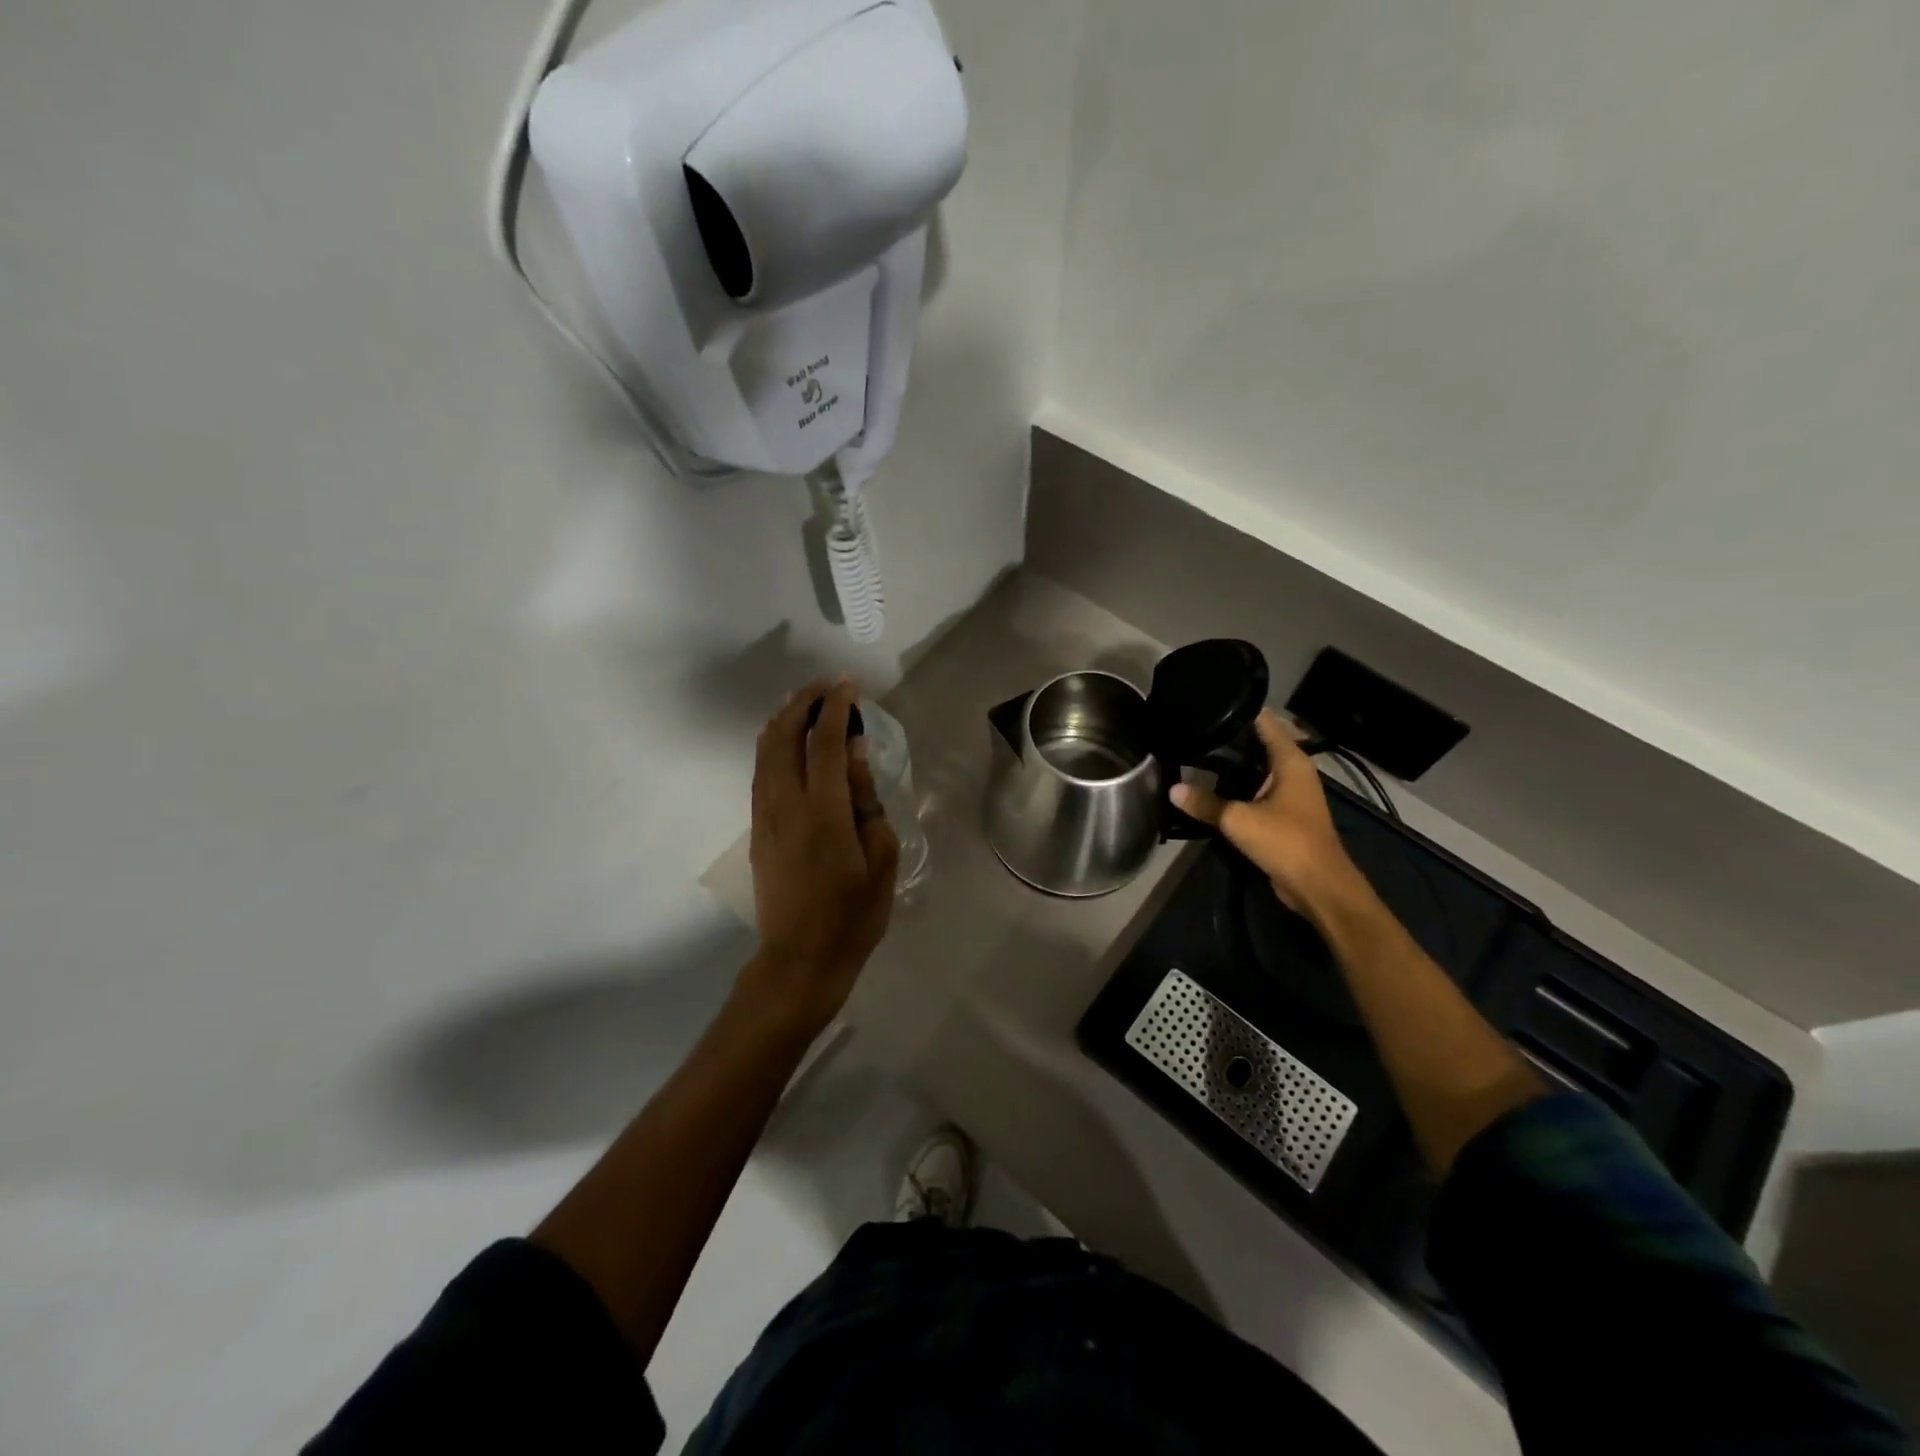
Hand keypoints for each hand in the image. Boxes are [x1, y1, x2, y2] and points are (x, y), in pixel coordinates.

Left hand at [743, 679, 899, 1032]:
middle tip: (826, 687)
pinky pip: (760, 773)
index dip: (836, 707)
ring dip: (783, 720)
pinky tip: (782, 740)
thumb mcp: (879, 859)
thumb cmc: (852, 915)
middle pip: (784, 737)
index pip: (825, 743)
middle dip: (803, 703)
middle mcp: (786, 805)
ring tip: (803, 702)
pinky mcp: (757, 831)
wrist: (800, 959)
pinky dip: (771, 746)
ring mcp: (765, 817)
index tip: (849, 684)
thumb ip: (866, 800)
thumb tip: (856, 752)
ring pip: (765, 753)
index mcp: (822, 812)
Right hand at [1170, 709, 1366, 920]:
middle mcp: (1294, 770)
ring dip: (1233, 763)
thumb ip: (1205, 803)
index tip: (1207, 704)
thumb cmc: (1285, 842)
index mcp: (1291, 761)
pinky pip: (1257, 788)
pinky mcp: (1284, 812)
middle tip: (1193, 729)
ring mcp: (1291, 792)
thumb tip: (1172, 789)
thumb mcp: (1238, 820)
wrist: (1318, 887)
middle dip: (1230, 737)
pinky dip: (1238, 784)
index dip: (1238, 710)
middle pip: (1259, 742)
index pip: (1265, 722)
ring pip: (1257, 767)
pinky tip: (1211, 786)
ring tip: (1195, 752)